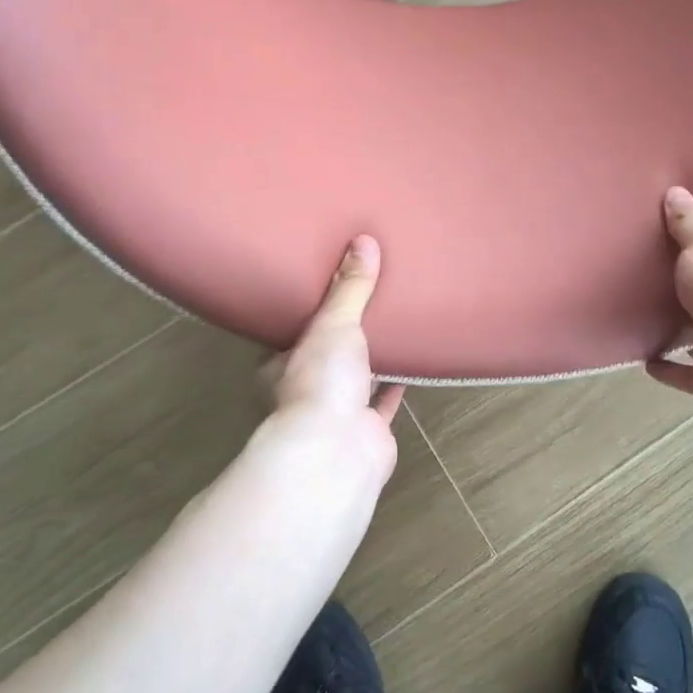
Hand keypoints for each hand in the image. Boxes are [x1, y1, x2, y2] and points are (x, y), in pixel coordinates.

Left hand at [255, 235, 403, 483]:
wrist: (336, 451)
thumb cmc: (320, 380)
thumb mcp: (334, 323)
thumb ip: (350, 287)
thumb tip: (363, 240)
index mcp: (282, 365)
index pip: (292, 334)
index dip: (307, 315)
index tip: (325, 294)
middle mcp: (305, 390)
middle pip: (324, 357)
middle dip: (341, 339)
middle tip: (364, 307)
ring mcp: (335, 415)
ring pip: (353, 381)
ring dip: (369, 363)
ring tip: (389, 329)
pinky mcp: (367, 432)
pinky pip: (382, 403)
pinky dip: (394, 388)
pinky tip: (410, 368)